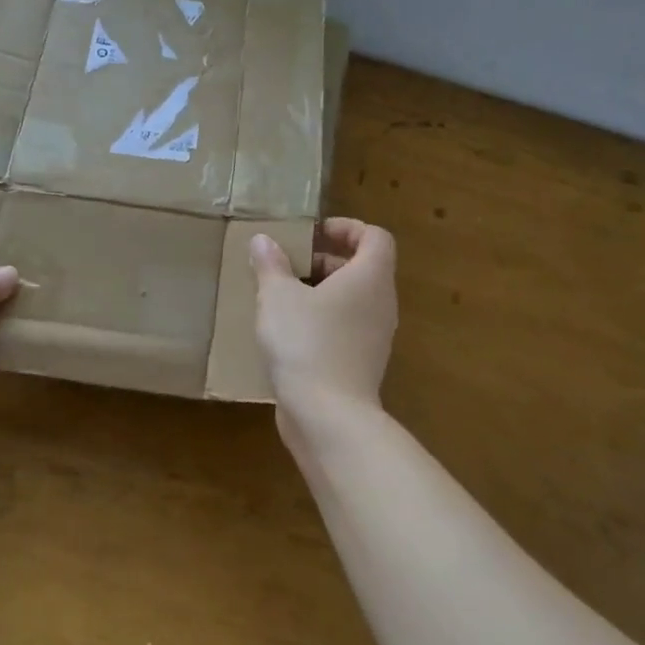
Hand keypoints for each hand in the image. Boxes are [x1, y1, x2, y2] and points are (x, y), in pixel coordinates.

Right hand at [251, 218, 397, 437]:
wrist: (328, 416)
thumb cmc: (306, 342)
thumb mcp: (278, 296)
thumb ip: (271, 264)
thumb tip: (263, 240)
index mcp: (370, 277)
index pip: (375, 237)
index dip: (346, 228)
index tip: (312, 234)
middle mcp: (381, 303)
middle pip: (363, 267)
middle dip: (326, 259)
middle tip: (290, 263)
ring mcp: (375, 337)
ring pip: (354, 299)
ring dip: (322, 291)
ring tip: (283, 295)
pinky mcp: (362, 363)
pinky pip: (347, 327)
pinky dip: (323, 320)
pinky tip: (289, 331)